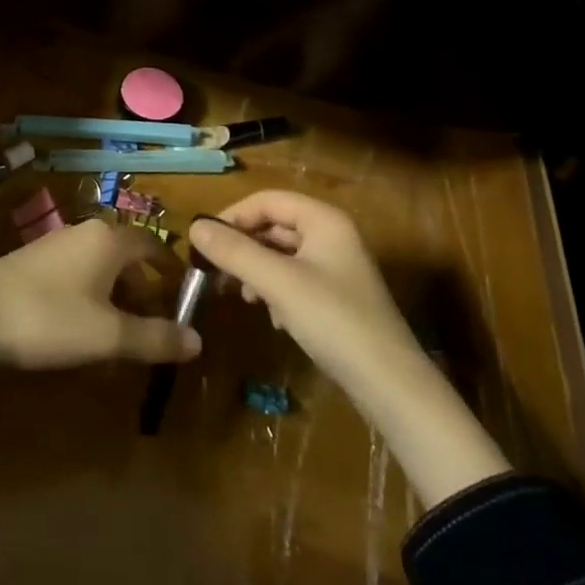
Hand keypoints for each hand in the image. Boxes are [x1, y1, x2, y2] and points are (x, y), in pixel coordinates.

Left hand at [0, 219, 200, 394]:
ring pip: (101, 266)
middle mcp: (86, 232)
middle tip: (156, 324)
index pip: (153, 245)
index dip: (171, 269)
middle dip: (144, 289)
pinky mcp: (34, 262)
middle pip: (127, 256)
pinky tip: (83, 327)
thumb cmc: (49, 319)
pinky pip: (78, 273)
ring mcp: (56, 244)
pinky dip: (92, 295)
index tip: (185, 295)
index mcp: (109, 240)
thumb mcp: (108, 335)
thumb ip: (154, 338)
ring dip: (117, 295)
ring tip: (122, 333)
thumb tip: (198, 342)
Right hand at [187, 191, 416, 393]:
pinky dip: (276, 291)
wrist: (390, 384)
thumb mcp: (278, 283)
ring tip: (243, 295)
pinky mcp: (337, 297)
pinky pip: (295, 279)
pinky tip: (272, 317)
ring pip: (283, 255)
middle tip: (215, 270)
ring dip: (257, 270)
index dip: (233, 215)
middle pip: (275, 225)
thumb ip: (235, 252)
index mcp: (324, 220)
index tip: (203, 241)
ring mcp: (337, 267)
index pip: (268, 199)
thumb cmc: (333, 321)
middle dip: (244, 246)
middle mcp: (332, 235)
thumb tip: (194, 227)